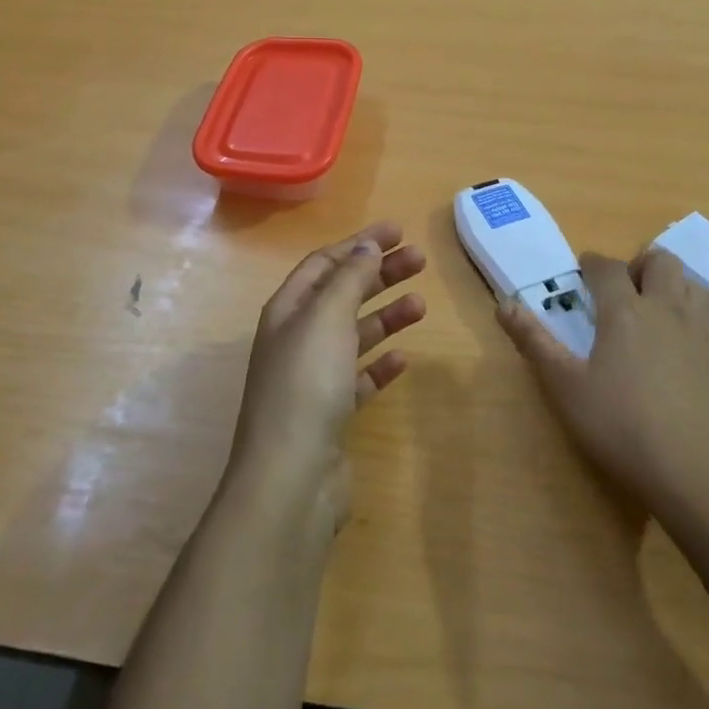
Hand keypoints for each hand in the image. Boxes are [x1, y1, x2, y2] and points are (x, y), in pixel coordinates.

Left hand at [228, 222, 426, 526]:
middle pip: (342, 295)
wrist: (292, 477)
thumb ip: (348, 278)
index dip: (359, 244)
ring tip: (421, 306)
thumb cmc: (307, 384)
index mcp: (287, 311)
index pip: (324, 264)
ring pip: (354, 335)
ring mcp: (312, 379)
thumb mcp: (326, 318)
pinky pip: (359, 378)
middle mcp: (296, 339)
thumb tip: (365, 245)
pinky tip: (403, 360)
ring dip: (386, 316)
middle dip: (379, 274)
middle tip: (420, 261)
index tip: (398, 232)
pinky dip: (380, 364)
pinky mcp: (331, 413)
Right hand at [498, 249, 708, 532]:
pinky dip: (694, 323)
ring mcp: (705, 335)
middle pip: (661, 261)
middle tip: (624, 290)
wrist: (702, 475)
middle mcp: (668, 311)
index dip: (592, 263)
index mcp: (625, 312)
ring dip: (672, 287)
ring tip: (656, 313)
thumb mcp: (565, 388)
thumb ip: (535, 342)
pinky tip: (683, 355)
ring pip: (693, 286)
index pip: (607, 267)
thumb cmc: (622, 428)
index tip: (583, 270)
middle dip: (639, 264)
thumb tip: (504, 304)